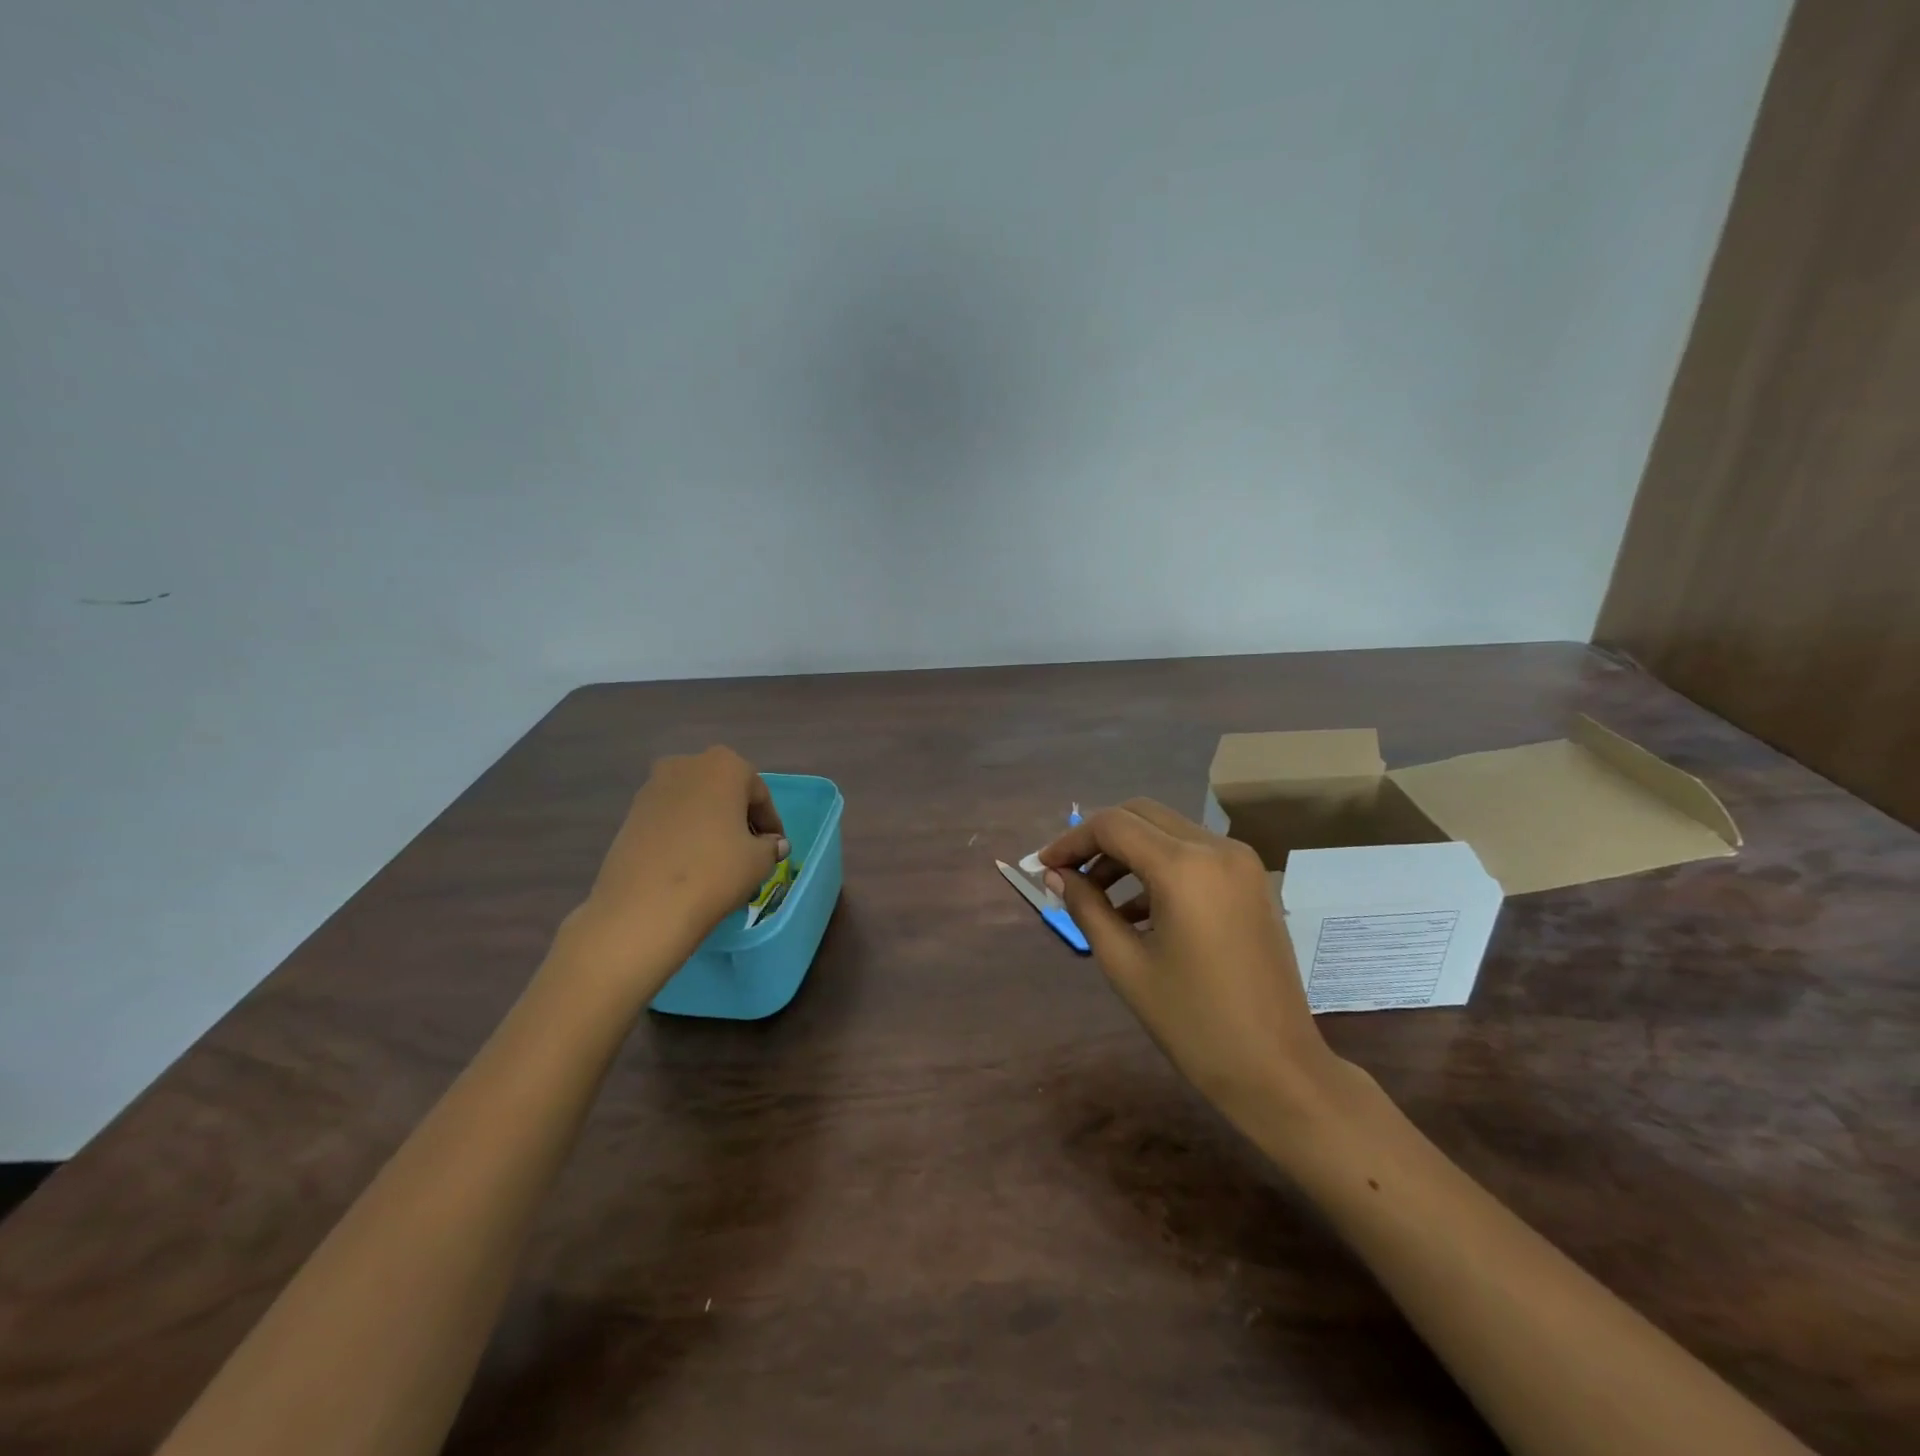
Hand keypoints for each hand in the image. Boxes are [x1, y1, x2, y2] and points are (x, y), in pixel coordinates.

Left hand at [566, 747, 787, 995]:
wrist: (643, 907)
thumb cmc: (714, 871)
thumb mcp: (759, 861)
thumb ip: (771, 846)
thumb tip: (772, 844)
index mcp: (725, 765)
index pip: (759, 794)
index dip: (770, 823)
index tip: (774, 848)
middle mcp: (687, 765)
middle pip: (724, 791)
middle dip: (738, 817)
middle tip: (749, 849)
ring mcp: (653, 787)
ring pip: (695, 803)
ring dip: (710, 823)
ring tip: (718, 858)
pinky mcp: (630, 813)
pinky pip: (670, 818)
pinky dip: (684, 833)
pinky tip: (690, 862)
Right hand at [1039, 799, 1346, 1131]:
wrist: (1277, 1069)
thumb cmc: (1193, 1023)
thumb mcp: (1126, 965)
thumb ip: (1086, 907)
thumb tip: (1056, 875)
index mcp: (1184, 867)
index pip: (1112, 826)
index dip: (1071, 841)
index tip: (1044, 867)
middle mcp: (1216, 848)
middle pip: (1140, 815)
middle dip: (1098, 839)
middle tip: (1068, 875)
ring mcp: (1241, 862)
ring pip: (1168, 831)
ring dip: (1128, 852)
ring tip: (1097, 897)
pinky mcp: (1252, 880)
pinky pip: (1194, 854)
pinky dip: (1160, 866)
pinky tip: (1137, 910)